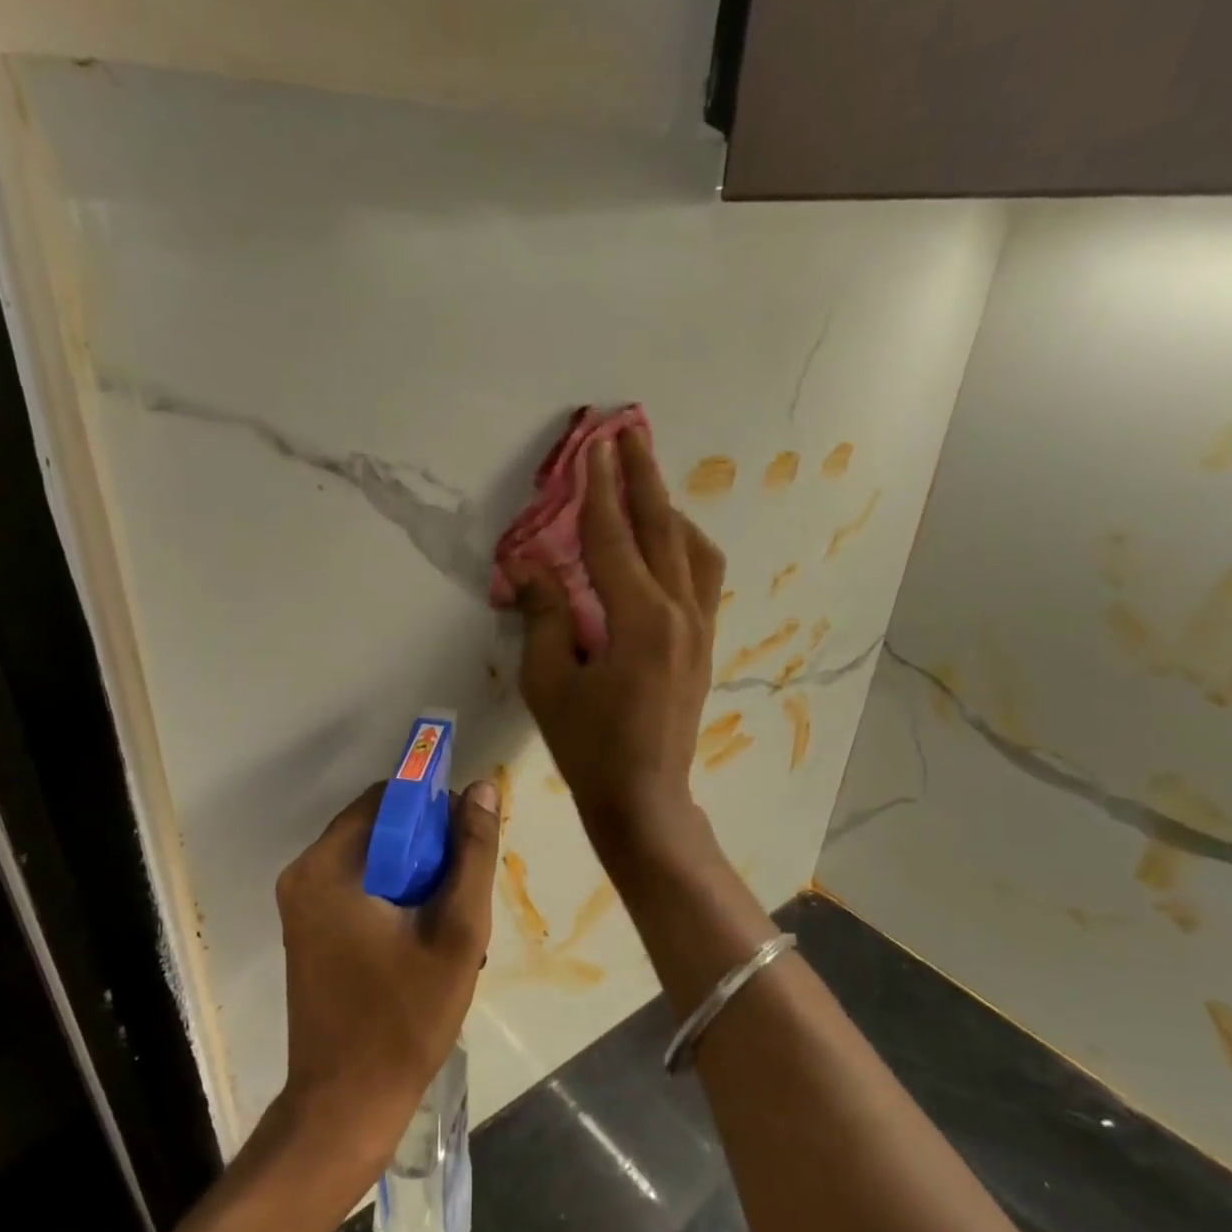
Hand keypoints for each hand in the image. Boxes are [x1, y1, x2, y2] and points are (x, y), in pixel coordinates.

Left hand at [273, 780, 500, 1170]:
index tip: (470, 841)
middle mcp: (304, 874)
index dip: (435, 808)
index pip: (388, 798)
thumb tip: (482, 788)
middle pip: (379, 828)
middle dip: (429, 848)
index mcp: (328, 866)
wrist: (345, 1108)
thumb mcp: (457, 931)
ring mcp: (301, 904)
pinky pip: (359, 888)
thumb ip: (473, 854)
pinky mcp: (308, 930)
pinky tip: (427, 937)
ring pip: (373, 860)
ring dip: (417, 876)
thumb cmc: (404, 1019)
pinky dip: (395, 897)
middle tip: (466, 889)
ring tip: (453, 921)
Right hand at [512, 426, 724, 856]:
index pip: (612, 537)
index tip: (596, 444)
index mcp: (639, 619)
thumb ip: (543, 614)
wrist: (644, 799)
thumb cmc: (588, 747)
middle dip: (643, 477)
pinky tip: (665, 542)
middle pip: (661, 528)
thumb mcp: (549, 681)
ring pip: (692, 548)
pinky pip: (701, 576)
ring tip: (644, 483)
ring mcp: (700, 627)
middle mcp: (679, 612)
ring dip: (667, 508)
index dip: (599, 488)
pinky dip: (683, 544)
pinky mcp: (704, 643)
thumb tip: (527, 563)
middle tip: (629, 432)